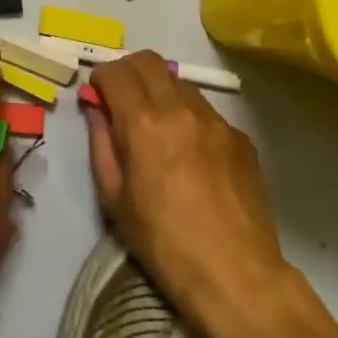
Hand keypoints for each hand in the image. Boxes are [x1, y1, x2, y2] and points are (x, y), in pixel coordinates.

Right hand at [86, 52, 288, 337]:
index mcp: (144, 124)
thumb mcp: (114, 198)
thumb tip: (96, 110)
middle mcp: (181, 110)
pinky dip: (188, 116)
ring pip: (179, 82)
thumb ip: (101, 144)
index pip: (116, 72)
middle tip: (121, 98)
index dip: (101, 78)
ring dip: (159, 90)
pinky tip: (189, 151)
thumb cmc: (163, 242)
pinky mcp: (240, 138)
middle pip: (149, 61)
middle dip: (128, 71)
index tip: (97, 96)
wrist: (236, 276)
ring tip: (156, 125)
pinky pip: (206, 110)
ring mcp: (216, 121)